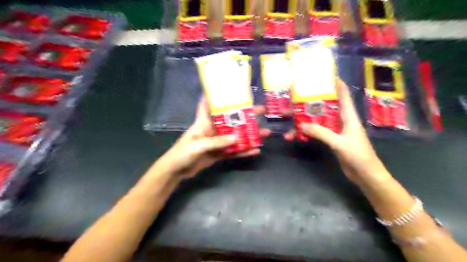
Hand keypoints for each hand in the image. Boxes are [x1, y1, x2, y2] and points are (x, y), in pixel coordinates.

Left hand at [157, 99, 269, 180]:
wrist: (176, 172)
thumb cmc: (182, 153)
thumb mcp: (198, 146)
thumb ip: (216, 142)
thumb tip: (237, 138)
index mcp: (204, 122)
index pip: (209, 104)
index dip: (217, 95)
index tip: (231, 88)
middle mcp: (212, 129)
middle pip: (231, 120)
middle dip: (245, 115)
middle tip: (261, 111)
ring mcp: (217, 142)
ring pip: (236, 136)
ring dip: (249, 135)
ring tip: (265, 133)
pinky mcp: (219, 154)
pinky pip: (234, 151)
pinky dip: (244, 151)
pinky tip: (255, 151)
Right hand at [285, 80, 390, 183]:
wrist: (365, 174)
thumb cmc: (358, 155)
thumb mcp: (339, 142)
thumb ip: (321, 133)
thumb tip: (301, 125)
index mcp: (349, 116)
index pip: (344, 95)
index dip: (337, 84)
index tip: (325, 75)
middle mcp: (342, 120)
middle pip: (326, 107)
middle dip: (311, 102)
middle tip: (296, 98)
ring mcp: (336, 130)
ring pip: (319, 120)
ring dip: (305, 120)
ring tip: (290, 119)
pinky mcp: (332, 140)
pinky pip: (318, 132)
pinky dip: (308, 132)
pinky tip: (297, 134)